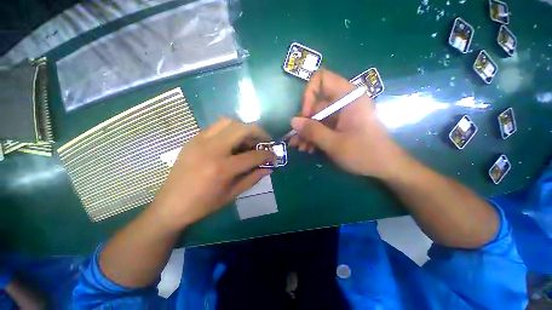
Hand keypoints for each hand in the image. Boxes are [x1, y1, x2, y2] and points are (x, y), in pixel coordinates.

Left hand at [152, 117, 274, 230]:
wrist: (170, 204)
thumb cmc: (203, 204)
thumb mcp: (232, 194)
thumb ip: (253, 178)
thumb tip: (269, 168)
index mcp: (222, 168)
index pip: (253, 155)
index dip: (268, 155)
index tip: (274, 156)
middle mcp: (212, 149)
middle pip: (242, 129)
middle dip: (259, 133)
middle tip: (264, 142)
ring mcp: (200, 141)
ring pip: (229, 121)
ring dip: (244, 128)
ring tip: (248, 140)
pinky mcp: (194, 139)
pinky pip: (216, 126)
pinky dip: (230, 130)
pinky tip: (232, 142)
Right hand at [289, 69, 407, 178]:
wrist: (386, 167)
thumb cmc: (363, 153)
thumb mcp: (334, 143)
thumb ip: (312, 131)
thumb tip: (293, 121)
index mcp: (348, 97)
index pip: (322, 79)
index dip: (309, 94)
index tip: (305, 115)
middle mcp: (345, 102)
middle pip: (316, 104)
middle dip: (304, 122)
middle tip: (296, 140)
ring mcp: (343, 114)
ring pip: (318, 118)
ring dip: (307, 132)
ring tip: (300, 147)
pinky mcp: (342, 125)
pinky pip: (324, 126)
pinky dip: (315, 136)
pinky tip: (308, 148)